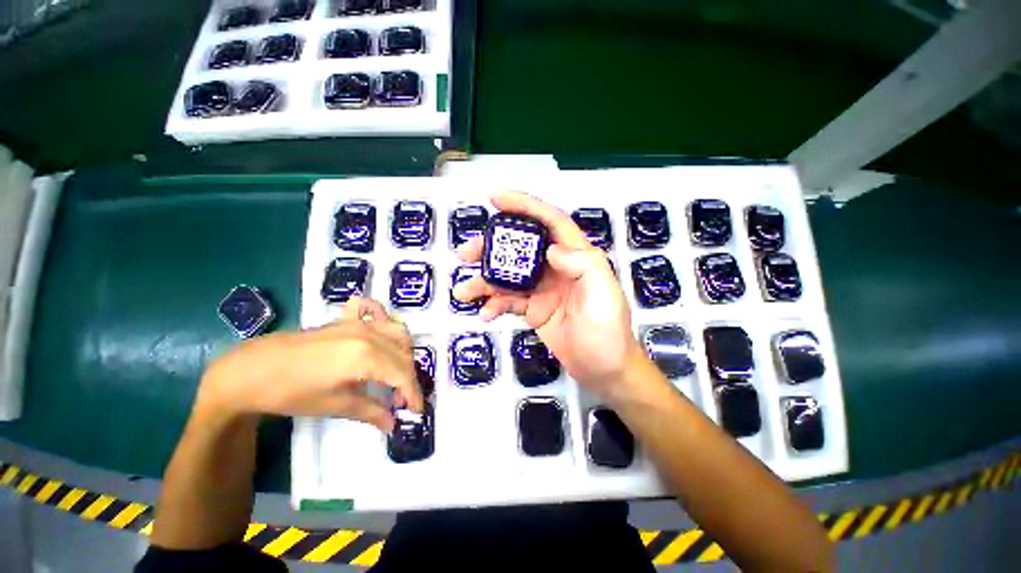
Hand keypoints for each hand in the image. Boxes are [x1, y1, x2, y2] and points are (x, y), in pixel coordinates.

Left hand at [197, 297, 422, 430]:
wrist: (251, 370)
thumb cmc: (291, 393)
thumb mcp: (334, 406)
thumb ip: (370, 411)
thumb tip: (393, 423)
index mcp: (366, 356)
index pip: (402, 374)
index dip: (413, 393)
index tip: (416, 411)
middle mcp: (370, 334)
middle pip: (404, 355)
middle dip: (409, 378)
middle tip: (401, 400)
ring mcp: (359, 322)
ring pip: (398, 333)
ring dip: (403, 353)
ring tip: (394, 373)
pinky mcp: (347, 319)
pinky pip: (376, 311)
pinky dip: (385, 320)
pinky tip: (381, 333)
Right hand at [453, 190, 646, 399]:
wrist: (605, 371)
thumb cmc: (608, 332)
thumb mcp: (603, 294)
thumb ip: (581, 265)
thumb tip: (550, 250)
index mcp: (576, 257)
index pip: (550, 222)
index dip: (525, 206)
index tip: (496, 199)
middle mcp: (556, 268)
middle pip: (520, 248)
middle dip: (492, 248)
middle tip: (465, 253)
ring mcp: (543, 290)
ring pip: (508, 276)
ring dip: (484, 281)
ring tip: (464, 291)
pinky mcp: (534, 310)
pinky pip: (509, 301)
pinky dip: (494, 305)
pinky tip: (484, 313)